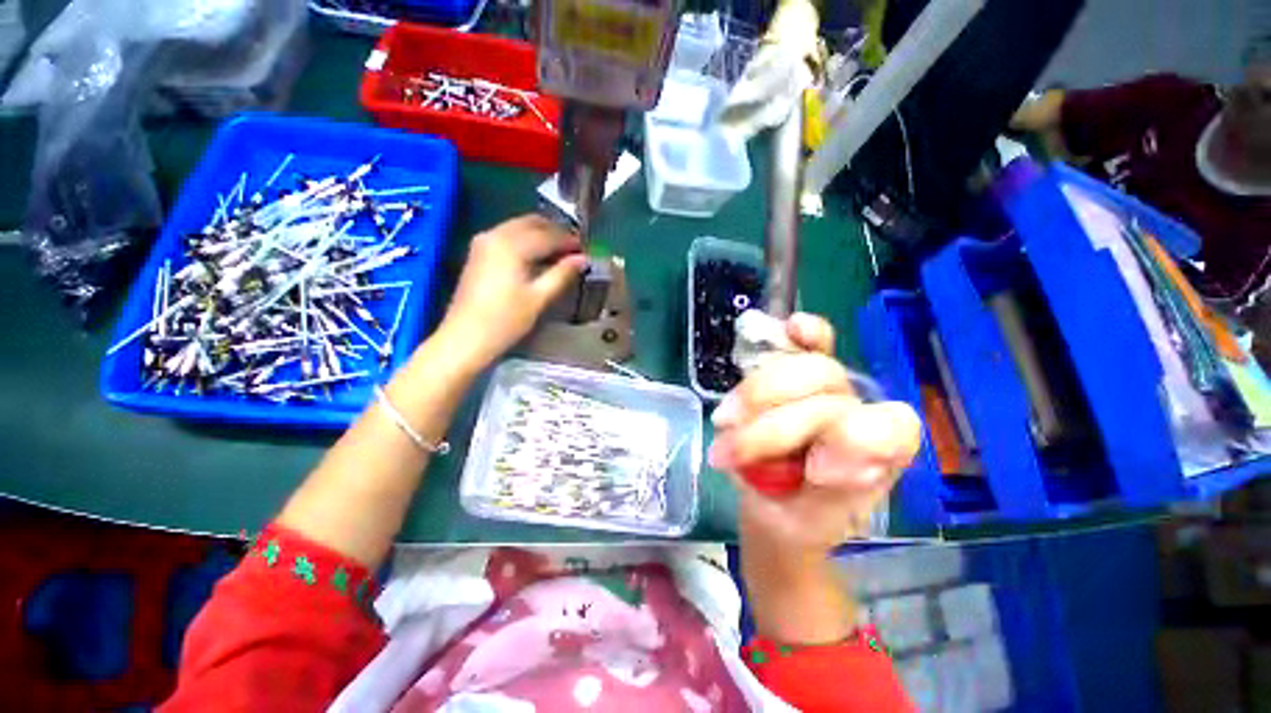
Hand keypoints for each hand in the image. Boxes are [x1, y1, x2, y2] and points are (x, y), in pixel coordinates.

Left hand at [442, 215, 585, 368]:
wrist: (466, 337)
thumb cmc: (506, 320)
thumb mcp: (539, 298)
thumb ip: (562, 274)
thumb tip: (582, 259)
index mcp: (512, 245)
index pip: (548, 235)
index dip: (569, 241)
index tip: (585, 251)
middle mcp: (496, 234)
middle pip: (532, 223)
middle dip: (555, 233)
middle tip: (573, 250)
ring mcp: (484, 242)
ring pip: (519, 227)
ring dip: (541, 235)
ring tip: (559, 255)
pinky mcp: (479, 252)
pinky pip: (508, 235)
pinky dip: (526, 240)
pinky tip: (538, 258)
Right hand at [709, 313, 920, 552]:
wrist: (776, 506)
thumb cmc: (800, 521)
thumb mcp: (814, 526)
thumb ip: (832, 497)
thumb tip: (830, 460)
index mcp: (882, 454)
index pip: (885, 426)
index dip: (849, 441)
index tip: (811, 473)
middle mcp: (862, 411)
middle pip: (828, 388)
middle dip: (773, 423)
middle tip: (729, 452)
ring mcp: (832, 388)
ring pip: (803, 366)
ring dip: (754, 396)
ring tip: (724, 425)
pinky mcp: (803, 375)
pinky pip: (812, 343)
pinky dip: (802, 334)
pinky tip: (791, 328)